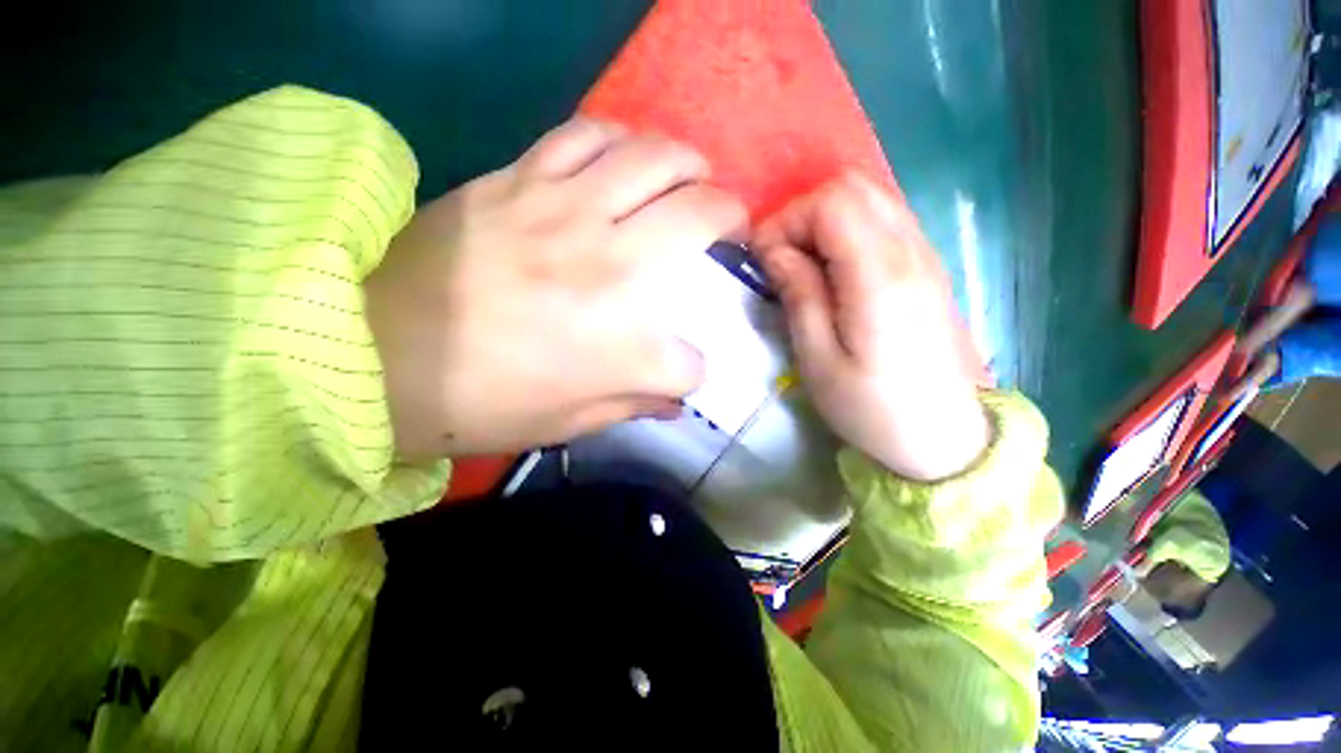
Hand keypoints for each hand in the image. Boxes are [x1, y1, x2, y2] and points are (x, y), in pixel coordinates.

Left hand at [365, 118, 745, 458]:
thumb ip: (632, 406)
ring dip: (687, 164)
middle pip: (699, 221)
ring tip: (693, 176)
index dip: (690, 372)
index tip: (679, 374)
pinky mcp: (521, 182)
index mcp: (625, 351)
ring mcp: (567, 214)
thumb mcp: (568, 424)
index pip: (689, 363)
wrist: (373, 354)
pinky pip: (587, 136)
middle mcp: (613, 272)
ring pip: (653, 159)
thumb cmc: (477, 403)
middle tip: (729, 226)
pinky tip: (627, 156)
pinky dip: (620, 140)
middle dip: (730, 220)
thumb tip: (672, 401)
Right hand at [753, 173, 988, 480]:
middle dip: (803, 214)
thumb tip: (776, 252)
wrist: (943, 437)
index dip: (786, 221)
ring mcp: (925, 255)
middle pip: (852, 186)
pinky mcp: (928, 267)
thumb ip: (799, 295)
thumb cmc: (871, 407)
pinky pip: (884, 220)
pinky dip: (848, 230)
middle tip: (782, 259)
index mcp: (880, 276)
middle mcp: (910, 251)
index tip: (764, 261)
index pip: (830, 202)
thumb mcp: (818, 359)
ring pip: (870, 197)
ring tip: (803, 265)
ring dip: (824, 221)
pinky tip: (834, 271)